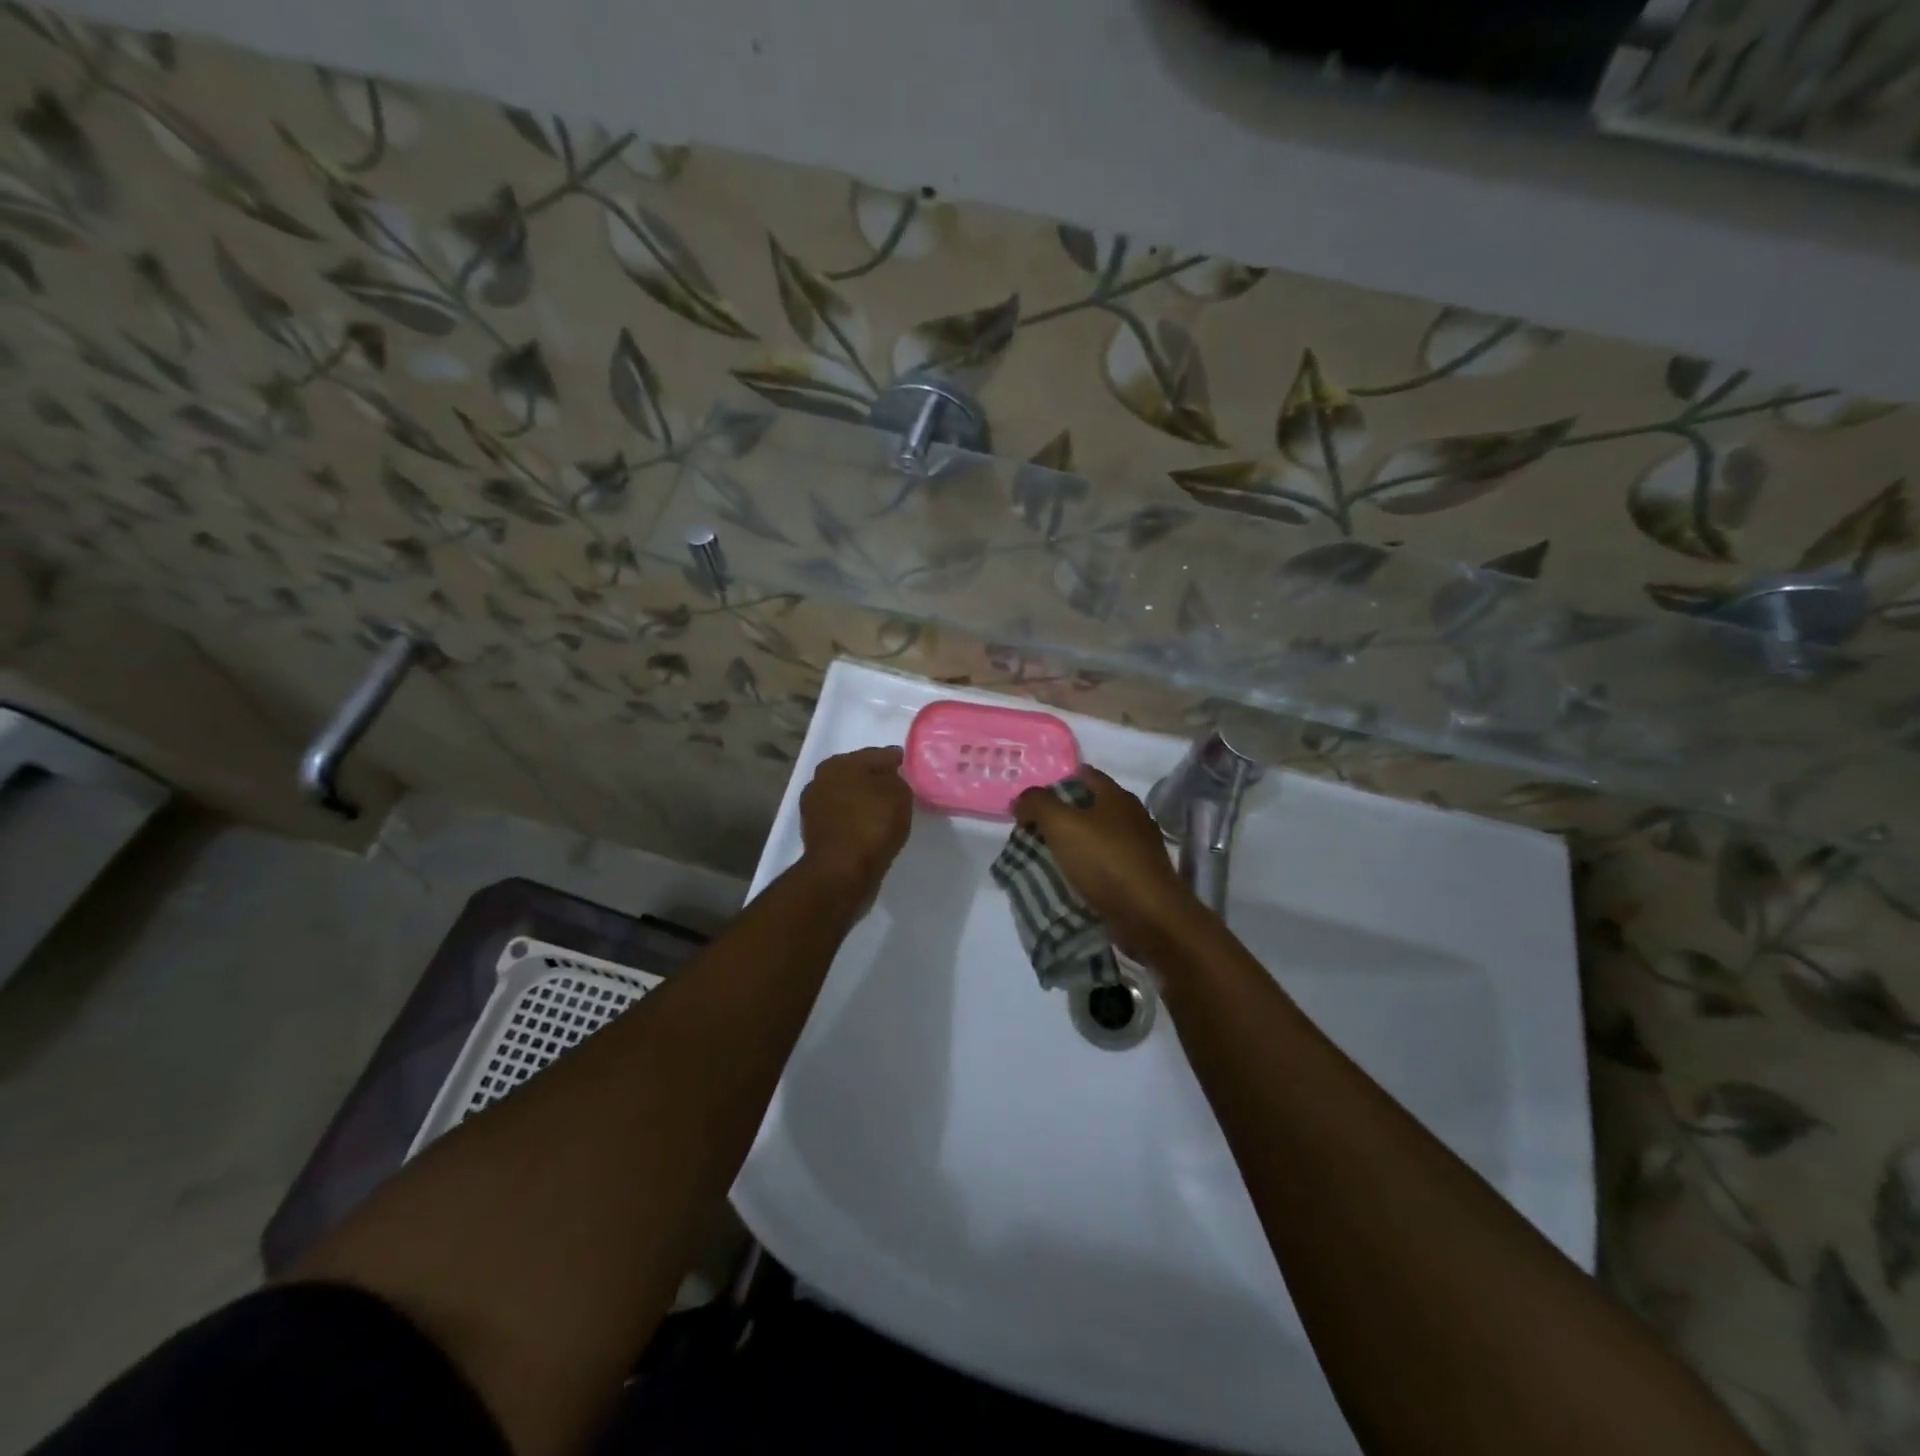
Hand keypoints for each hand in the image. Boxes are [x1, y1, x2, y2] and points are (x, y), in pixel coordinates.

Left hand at [799, 746, 913, 896]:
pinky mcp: (816, 835)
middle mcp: (820, 781)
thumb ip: (897, 780)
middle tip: (901, 789)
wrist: (841, 873)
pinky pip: (846, 820)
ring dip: (866, 802)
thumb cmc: (871, 824)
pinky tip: (873, 828)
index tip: (910, 766)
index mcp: (837, 764)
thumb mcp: (898, 793)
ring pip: (850, 798)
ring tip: (889, 811)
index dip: (895, 759)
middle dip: (877, 780)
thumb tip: (890, 782)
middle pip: (858, 775)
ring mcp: (814, 809)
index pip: (875, 755)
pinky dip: (858, 821)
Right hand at [1013, 767, 1200, 961]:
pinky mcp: (1140, 878)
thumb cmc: (1105, 861)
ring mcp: (1140, 849)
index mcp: (1118, 797)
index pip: (1086, 776)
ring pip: (1098, 838)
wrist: (1149, 916)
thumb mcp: (1061, 824)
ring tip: (1045, 858)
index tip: (1033, 800)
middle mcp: (1133, 818)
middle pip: (1091, 808)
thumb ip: (1037, 804)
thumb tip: (1021, 800)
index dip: (1058, 782)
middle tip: (1033, 830)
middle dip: (1062, 816)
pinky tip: (1070, 881)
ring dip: (1074, 846)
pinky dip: (1087, 870)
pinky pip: (1106, 866)